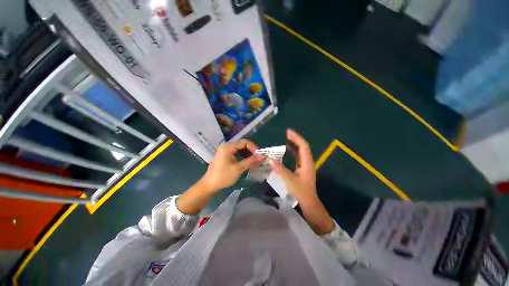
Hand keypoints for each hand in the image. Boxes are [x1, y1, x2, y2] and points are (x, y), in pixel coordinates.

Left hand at [201, 139, 263, 192]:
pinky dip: (243, 156)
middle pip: (242, 145)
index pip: (244, 142)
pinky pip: (236, 153)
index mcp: (228, 147)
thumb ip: (251, 161)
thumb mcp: (238, 168)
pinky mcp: (225, 156)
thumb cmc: (223, 176)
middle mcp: (226, 146)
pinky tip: (247, 162)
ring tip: (254, 160)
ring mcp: (225, 151)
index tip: (259, 155)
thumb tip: (262, 156)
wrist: (210, 185)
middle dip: (251, 151)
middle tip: (258, 158)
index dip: (253, 147)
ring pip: (240, 149)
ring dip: (247, 154)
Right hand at [269, 129, 317, 203]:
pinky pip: (298, 157)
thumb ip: (280, 169)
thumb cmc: (301, 191)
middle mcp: (307, 162)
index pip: (303, 146)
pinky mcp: (302, 169)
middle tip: (286, 133)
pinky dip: (293, 151)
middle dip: (295, 139)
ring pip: (300, 151)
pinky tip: (287, 150)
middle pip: (303, 147)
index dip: (296, 138)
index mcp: (307, 163)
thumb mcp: (289, 180)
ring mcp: (305, 165)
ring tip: (286, 139)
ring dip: (294, 144)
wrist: (308, 202)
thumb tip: (270, 159)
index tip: (288, 132)